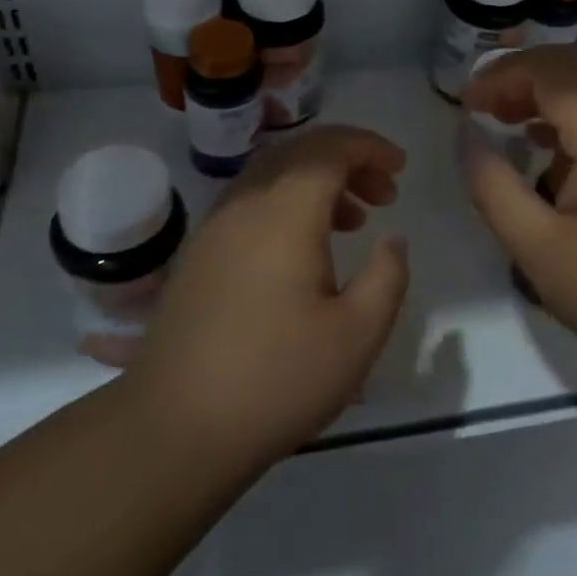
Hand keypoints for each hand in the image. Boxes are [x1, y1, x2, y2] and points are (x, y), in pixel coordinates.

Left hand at [127, 126, 411, 467]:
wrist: (175, 428)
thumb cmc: (277, 379)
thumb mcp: (357, 335)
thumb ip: (388, 276)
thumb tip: (393, 240)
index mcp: (284, 213)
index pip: (329, 149)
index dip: (369, 147)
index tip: (401, 167)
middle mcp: (245, 204)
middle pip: (299, 152)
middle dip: (348, 160)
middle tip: (384, 193)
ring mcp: (215, 227)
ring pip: (272, 174)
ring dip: (317, 181)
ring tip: (354, 220)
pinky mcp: (199, 254)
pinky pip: (251, 202)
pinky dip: (288, 203)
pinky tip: (304, 249)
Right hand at [462, 46, 576, 388]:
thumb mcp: (539, 249)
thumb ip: (493, 186)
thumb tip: (467, 136)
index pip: (546, 70)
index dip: (499, 76)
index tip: (465, 105)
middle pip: (573, 66)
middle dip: (522, 76)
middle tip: (484, 108)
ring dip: (549, 93)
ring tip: (508, 123)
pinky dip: (575, 115)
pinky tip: (552, 151)